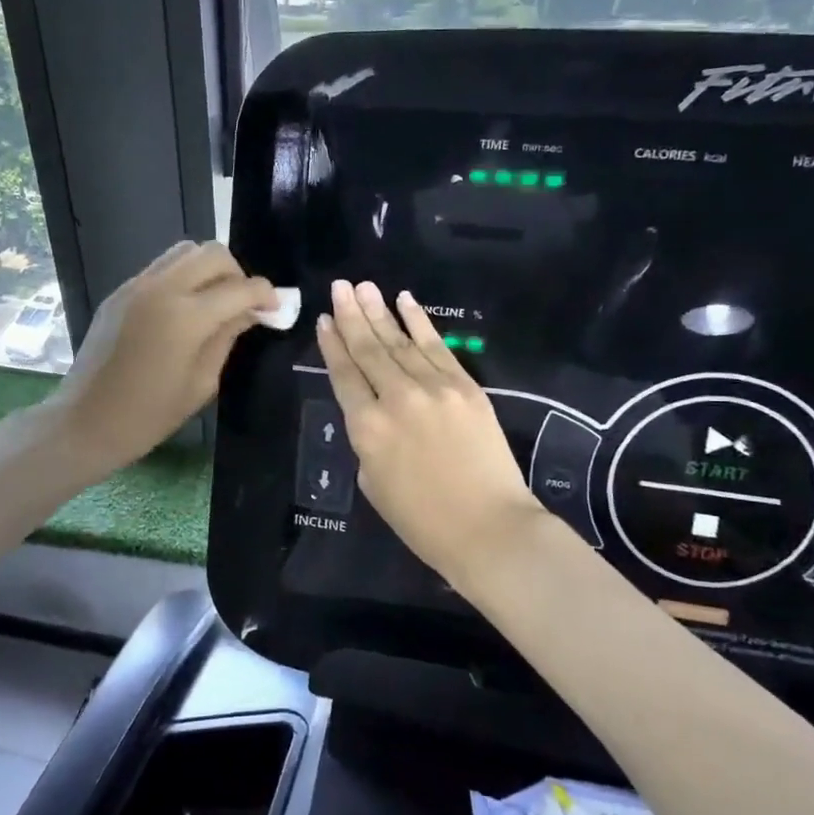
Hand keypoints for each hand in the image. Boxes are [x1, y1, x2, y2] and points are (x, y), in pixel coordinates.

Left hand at [47, 242, 275, 477]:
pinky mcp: (121, 291)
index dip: (265, 294)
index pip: (239, 288)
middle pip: (212, 253)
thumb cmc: (149, 415)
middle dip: (237, 273)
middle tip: (243, 303)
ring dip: (209, 269)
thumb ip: (227, 338)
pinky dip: (183, 277)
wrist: (86, 421)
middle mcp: (161, 289)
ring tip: (215, 301)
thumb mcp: (202, 382)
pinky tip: (185, 309)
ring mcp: (136, 286)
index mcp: (186, 317)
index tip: (275, 307)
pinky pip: (161, 267)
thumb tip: (249, 312)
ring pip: (185, 251)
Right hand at [317, 280, 547, 594]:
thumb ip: (368, 440)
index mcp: (366, 428)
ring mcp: (434, 388)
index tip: (324, 320)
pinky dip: (419, 322)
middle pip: (369, 349)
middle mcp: (396, 398)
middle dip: (352, 315)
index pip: (344, 375)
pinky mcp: (466, 387)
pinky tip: (405, 302)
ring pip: (400, 341)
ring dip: (380, 311)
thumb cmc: (423, 521)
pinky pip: (437, 347)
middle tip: (340, 286)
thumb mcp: (373, 484)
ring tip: (364, 286)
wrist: (489, 528)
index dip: (332, 345)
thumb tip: (375, 413)